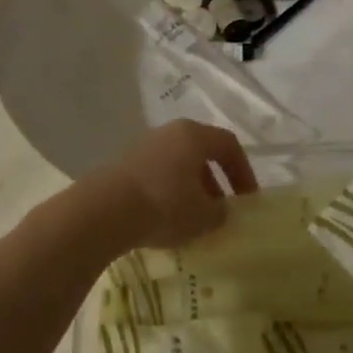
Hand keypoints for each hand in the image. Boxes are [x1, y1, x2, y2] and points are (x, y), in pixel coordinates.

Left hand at [101, 120, 257, 250]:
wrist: (104, 210)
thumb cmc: (164, 205)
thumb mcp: (204, 216)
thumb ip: (220, 212)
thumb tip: (219, 210)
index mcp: (193, 135)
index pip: (228, 145)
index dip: (243, 171)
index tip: (247, 199)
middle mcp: (168, 132)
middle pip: (200, 152)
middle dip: (215, 181)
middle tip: (220, 209)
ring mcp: (143, 146)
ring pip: (176, 164)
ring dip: (190, 188)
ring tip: (192, 219)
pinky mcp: (123, 164)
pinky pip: (156, 174)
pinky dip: (167, 192)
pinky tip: (164, 219)